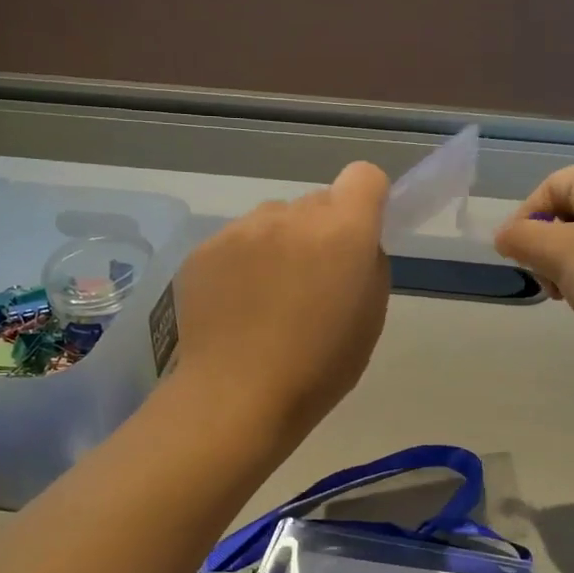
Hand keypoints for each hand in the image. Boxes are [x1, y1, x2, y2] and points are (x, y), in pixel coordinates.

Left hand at [171, 162, 391, 442]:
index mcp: (342, 231)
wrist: (237, 396)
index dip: (367, 200)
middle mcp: (290, 216)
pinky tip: (235, 307)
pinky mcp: (203, 250)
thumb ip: (367, 265)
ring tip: (267, 298)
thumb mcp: (369, 319)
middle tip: (312, 282)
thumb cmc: (318, 368)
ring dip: (279, 244)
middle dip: (321, 231)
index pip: (364, 176)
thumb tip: (354, 246)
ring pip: (272, 220)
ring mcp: (240, 230)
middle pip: (316, 202)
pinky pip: (235, 242)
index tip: (360, 235)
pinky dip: (241, 264)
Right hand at [494, 160, 573, 374]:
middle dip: (548, 247)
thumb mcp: (559, 255)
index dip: (524, 222)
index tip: (516, 261)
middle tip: (549, 283)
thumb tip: (505, 236)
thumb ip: (521, 238)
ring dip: (570, 265)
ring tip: (573, 296)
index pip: (549, 187)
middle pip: (570, 210)